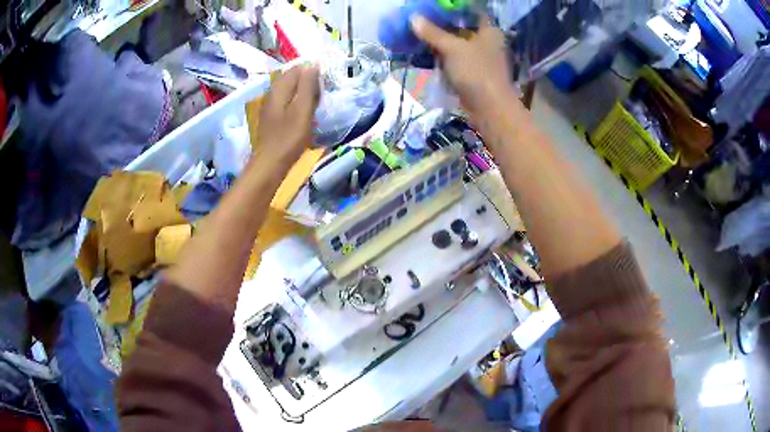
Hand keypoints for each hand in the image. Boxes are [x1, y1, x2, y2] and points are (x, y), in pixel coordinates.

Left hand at [255, 64, 319, 169]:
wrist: (270, 164)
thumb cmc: (289, 137)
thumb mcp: (302, 110)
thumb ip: (307, 86)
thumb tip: (313, 65)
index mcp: (278, 89)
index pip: (296, 69)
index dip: (312, 71)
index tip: (325, 81)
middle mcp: (271, 93)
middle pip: (290, 78)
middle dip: (307, 80)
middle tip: (322, 91)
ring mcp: (269, 106)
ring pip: (288, 90)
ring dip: (302, 92)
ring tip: (316, 100)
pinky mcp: (271, 117)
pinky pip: (285, 101)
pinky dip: (296, 101)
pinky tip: (303, 111)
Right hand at [411, 15, 513, 116]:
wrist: (490, 108)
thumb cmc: (476, 72)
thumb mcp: (452, 48)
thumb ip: (433, 33)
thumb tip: (413, 18)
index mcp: (489, 31)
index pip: (472, 12)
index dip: (454, 8)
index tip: (435, 7)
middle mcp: (488, 42)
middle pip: (463, 28)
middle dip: (442, 24)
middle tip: (422, 19)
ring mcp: (481, 58)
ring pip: (458, 44)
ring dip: (440, 41)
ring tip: (419, 34)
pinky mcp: (475, 73)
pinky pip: (456, 59)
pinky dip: (443, 56)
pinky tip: (427, 53)